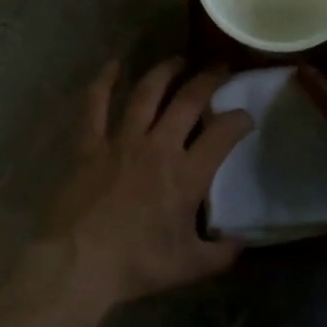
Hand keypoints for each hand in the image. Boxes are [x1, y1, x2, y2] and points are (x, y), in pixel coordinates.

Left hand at [36, 59, 253, 312]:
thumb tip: (241, 241)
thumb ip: (221, 253)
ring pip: (147, 93)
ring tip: (179, 60)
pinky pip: (96, 105)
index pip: (222, 134)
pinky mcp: (90, 143)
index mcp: (187, 174)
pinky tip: (114, 64)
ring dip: (165, 72)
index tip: (246, 117)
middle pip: (188, 100)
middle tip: (220, 69)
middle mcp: (158, 146)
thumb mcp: (189, 266)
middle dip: (209, 80)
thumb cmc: (137, 264)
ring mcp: (121, 140)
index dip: (240, 120)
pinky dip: (104, 81)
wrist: (80, 263)